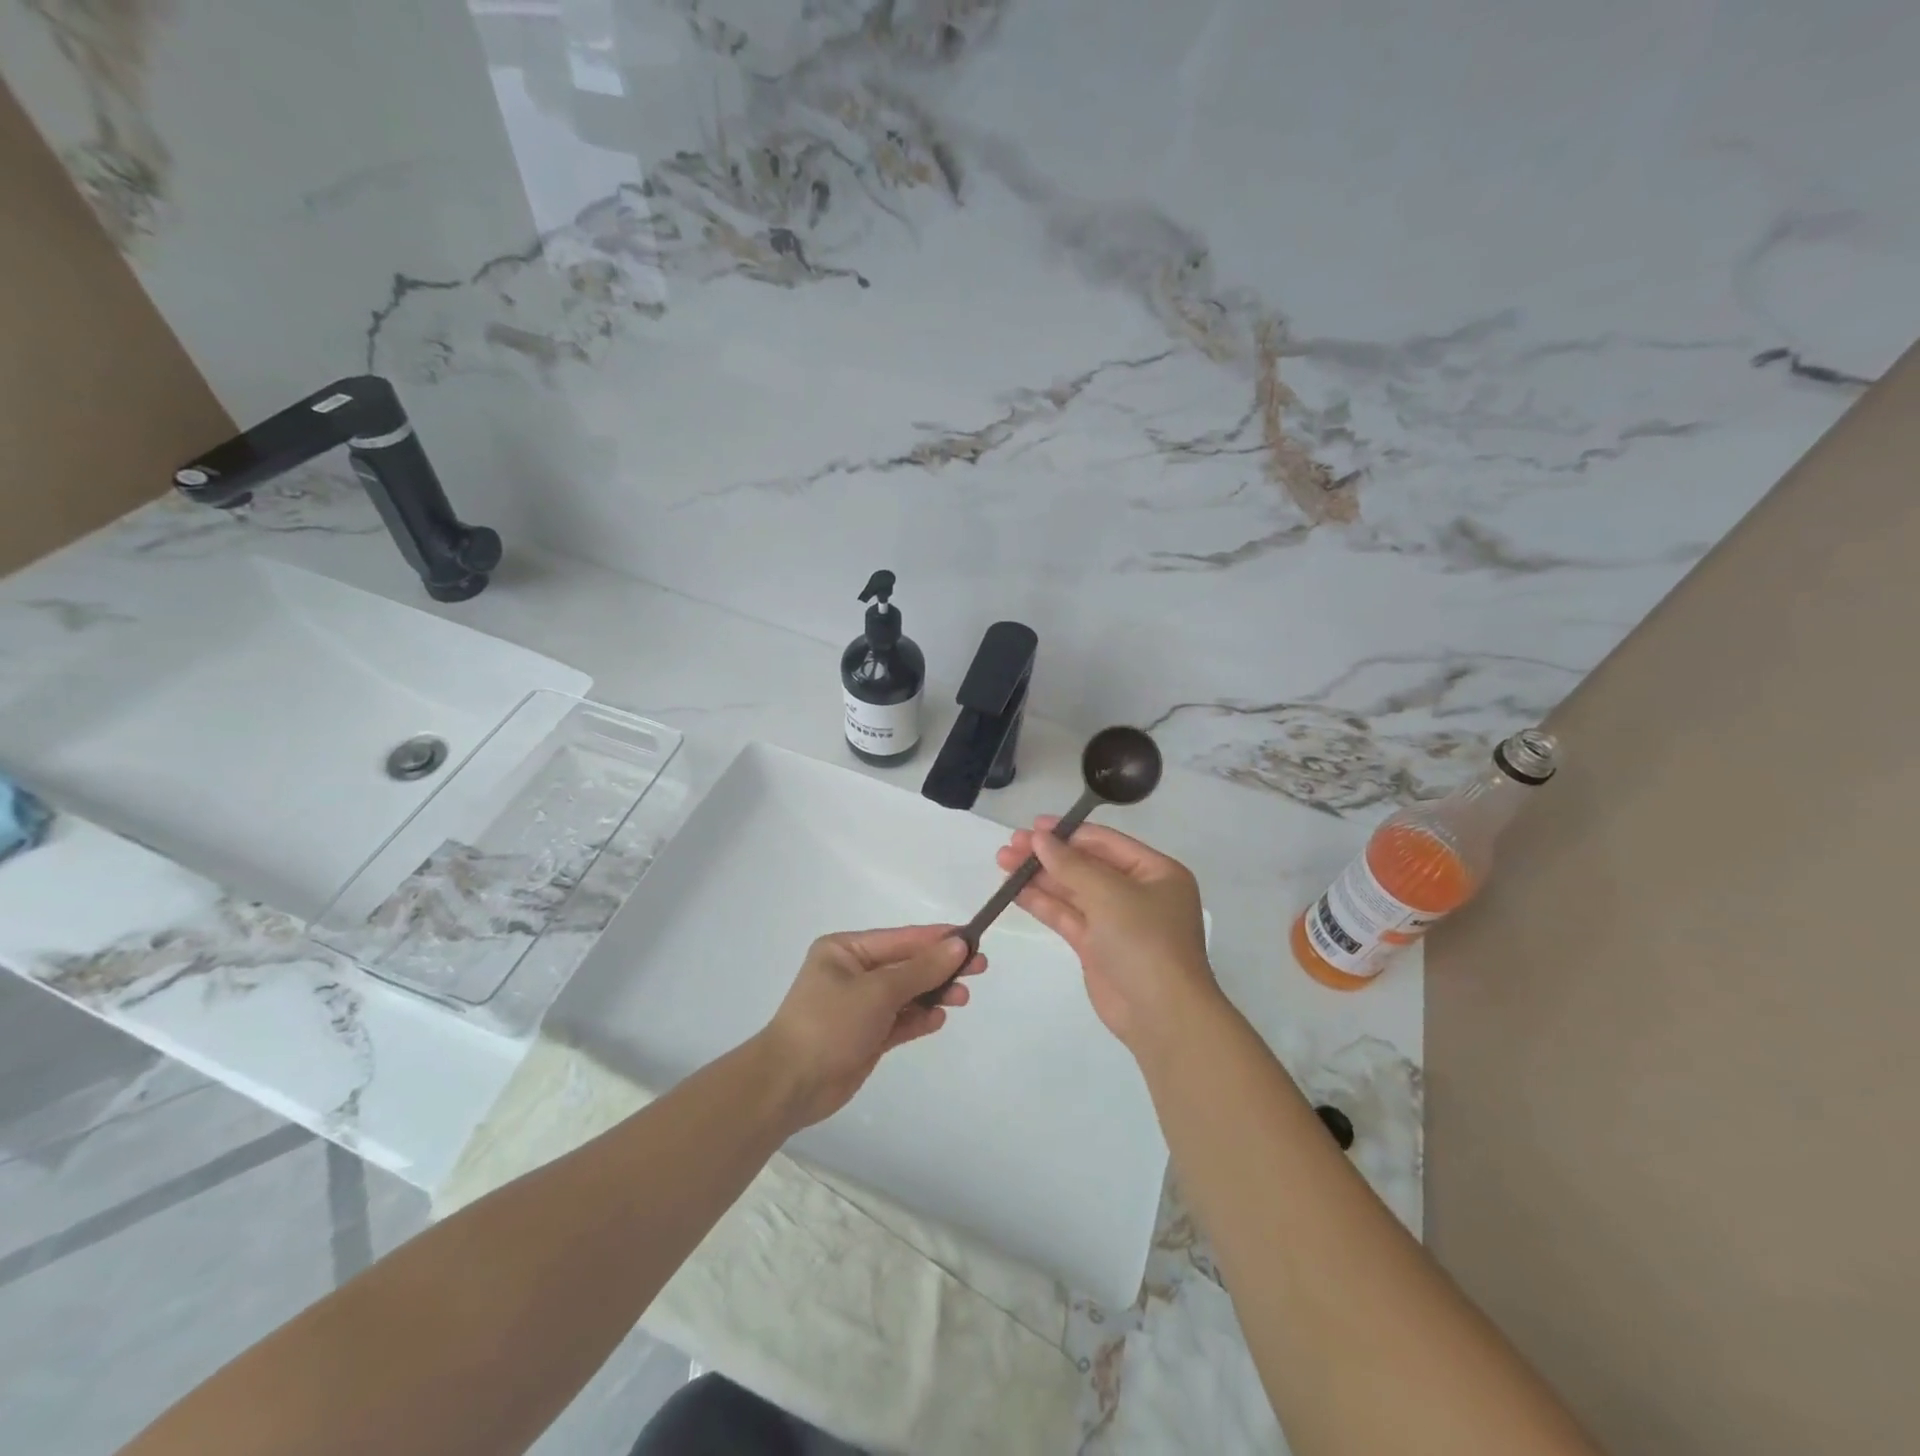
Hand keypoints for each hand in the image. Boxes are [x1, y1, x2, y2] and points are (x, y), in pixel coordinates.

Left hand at [758, 925, 983, 1127]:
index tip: (972, 939)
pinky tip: (939, 1018)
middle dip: (941, 967)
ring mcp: (860, 1006)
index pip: (901, 938)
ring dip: (934, 994)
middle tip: (979, 968)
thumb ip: (920, 969)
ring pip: (907, 993)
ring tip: (962, 998)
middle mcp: (853, 973)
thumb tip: (958, 946)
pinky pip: (900, 1021)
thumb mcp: (878, 991)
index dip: (937, 939)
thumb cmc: (829, 1024)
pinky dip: (919, 1018)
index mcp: (846, 950)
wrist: (790, 1085)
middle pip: (907, 965)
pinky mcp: (867, 1036)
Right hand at [996, 819, 1219, 1056]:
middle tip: (1010, 846)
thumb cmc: (1145, 941)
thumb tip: (1040, 838)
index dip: (1068, 832)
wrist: (1161, 1015)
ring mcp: (1116, 921)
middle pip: (1086, 865)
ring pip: (1072, 891)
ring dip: (1040, 877)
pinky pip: (1067, 916)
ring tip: (1003, 864)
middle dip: (1048, 855)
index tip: (1032, 826)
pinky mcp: (1097, 947)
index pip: (1105, 842)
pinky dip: (1042, 903)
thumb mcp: (1110, 894)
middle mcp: (1137, 892)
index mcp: (1156, 872)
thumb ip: (1071, 864)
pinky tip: (1015, 891)